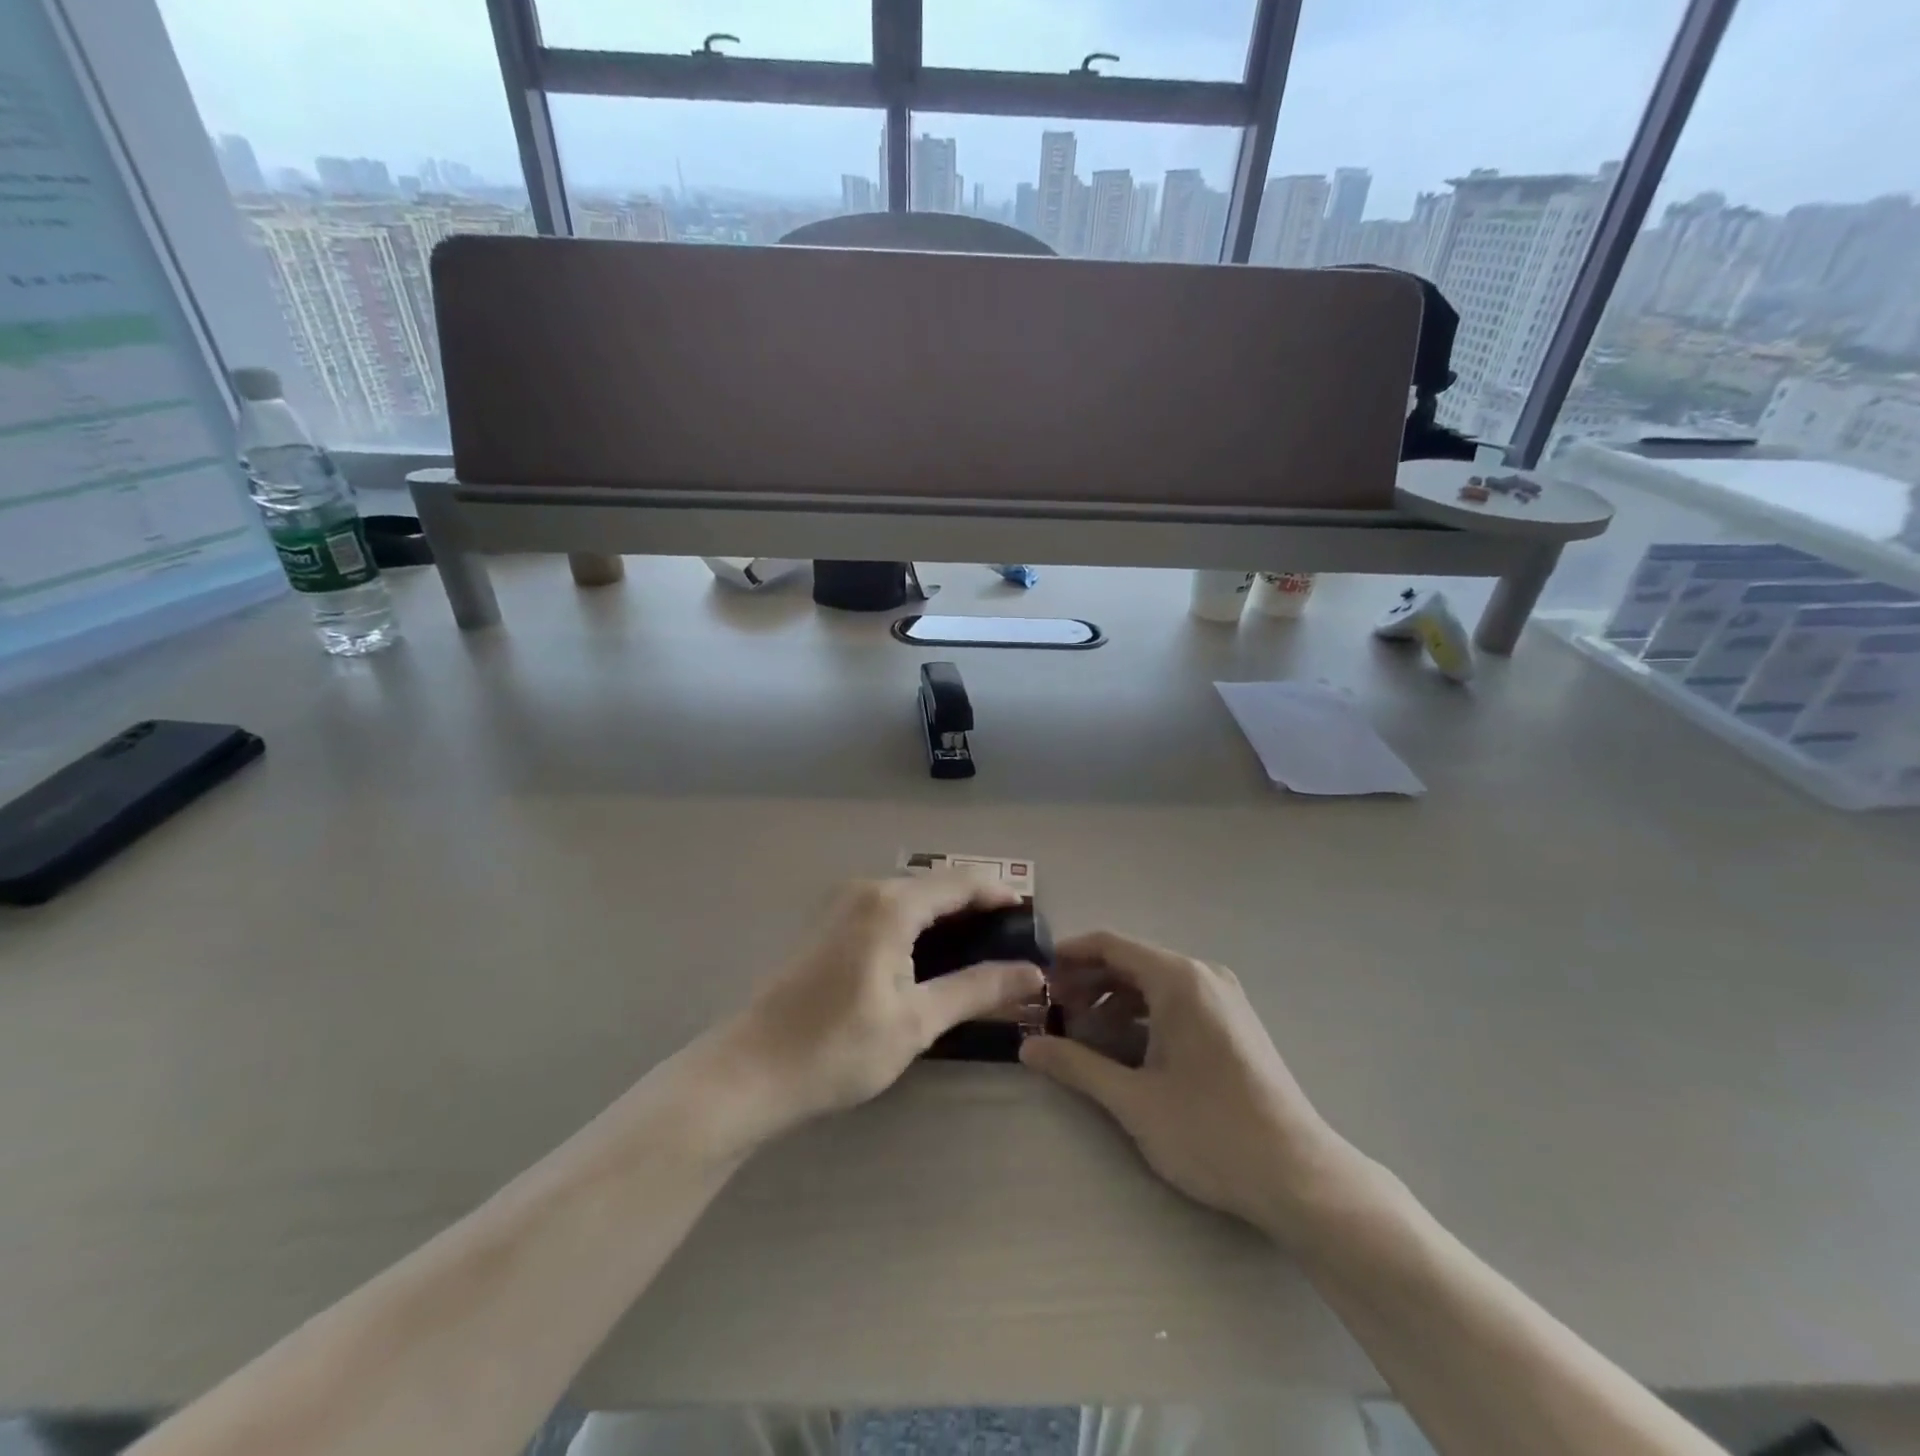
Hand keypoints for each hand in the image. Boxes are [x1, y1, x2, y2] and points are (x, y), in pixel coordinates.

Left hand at [726, 876, 1044, 1135]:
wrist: (751, 1070)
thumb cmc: (838, 1047)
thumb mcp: (917, 1021)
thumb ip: (978, 989)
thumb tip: (1033, 973)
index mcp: (891, 904)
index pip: (961, 883)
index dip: (1000, 895)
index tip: (1031, 918)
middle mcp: (865, 889)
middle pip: (935, 885)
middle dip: (975, 906)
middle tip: (1010, 942)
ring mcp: (840, 903)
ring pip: (909, 896)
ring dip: (945, 915)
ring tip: (978, 951)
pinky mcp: (826, 923)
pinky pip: (885, 908)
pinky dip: (916, 922)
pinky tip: (928, 956)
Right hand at [1020, 931, 1375, 1245]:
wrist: (1299, 1177)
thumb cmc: (1211, 1132)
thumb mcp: (1134, 1100)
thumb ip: (1077, 1066)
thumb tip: (1026, 1047)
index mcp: (1179, 979)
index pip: (1111, 945)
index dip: (1070, 955)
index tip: (1036, 975)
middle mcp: (1203, 976)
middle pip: (1132, 962)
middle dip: (1088, 983)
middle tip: (1052, 1013)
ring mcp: (1223, 999)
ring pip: (1154, 984)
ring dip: (1114, 1002)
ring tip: (1082, 1036)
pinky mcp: (1233, 1023)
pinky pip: (1176, 1002)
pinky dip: (1143, 1016)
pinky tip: (1124, 1050)